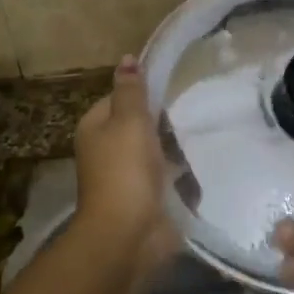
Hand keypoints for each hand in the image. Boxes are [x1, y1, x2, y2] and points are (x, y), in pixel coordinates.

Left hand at [72, 57, 177, 270]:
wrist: (129, 234)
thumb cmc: (125, 170)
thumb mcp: (129, 121)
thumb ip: (131, 90)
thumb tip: (127, 58)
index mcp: (94, 128)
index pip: (118, 99)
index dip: (142, 94)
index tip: (170, 91)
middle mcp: (106, 151)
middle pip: (138, 126)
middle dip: (162, 123)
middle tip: (189, 114)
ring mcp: (125, 177)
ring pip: (155, 152)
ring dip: (174, 149)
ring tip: (199, 137)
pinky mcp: (146, 199)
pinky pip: (166, 178)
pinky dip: (180, 175)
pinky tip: (198, 168)